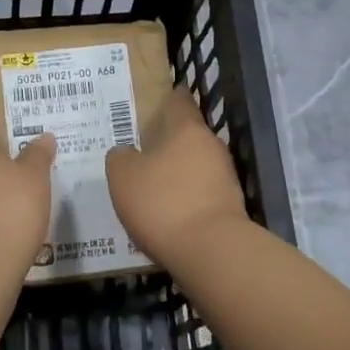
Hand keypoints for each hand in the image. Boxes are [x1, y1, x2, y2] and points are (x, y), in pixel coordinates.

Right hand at [106, 87, 248, 264]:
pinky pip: (200, 193)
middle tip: (142, 148)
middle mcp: (211, 147)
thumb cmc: (162, 202)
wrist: (210, 251)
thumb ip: (120, 157)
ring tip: (151, 184)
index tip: (159, 98)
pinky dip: (184, 198)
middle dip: (168, 141)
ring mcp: (225, 178)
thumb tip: (125, 153)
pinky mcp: (229, 207)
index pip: (179, 102)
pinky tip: (167, 213)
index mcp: (187, 130)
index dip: (168, 98)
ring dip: (176, 172)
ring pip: (195, 166)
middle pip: (188, 136)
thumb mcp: (123, 176)